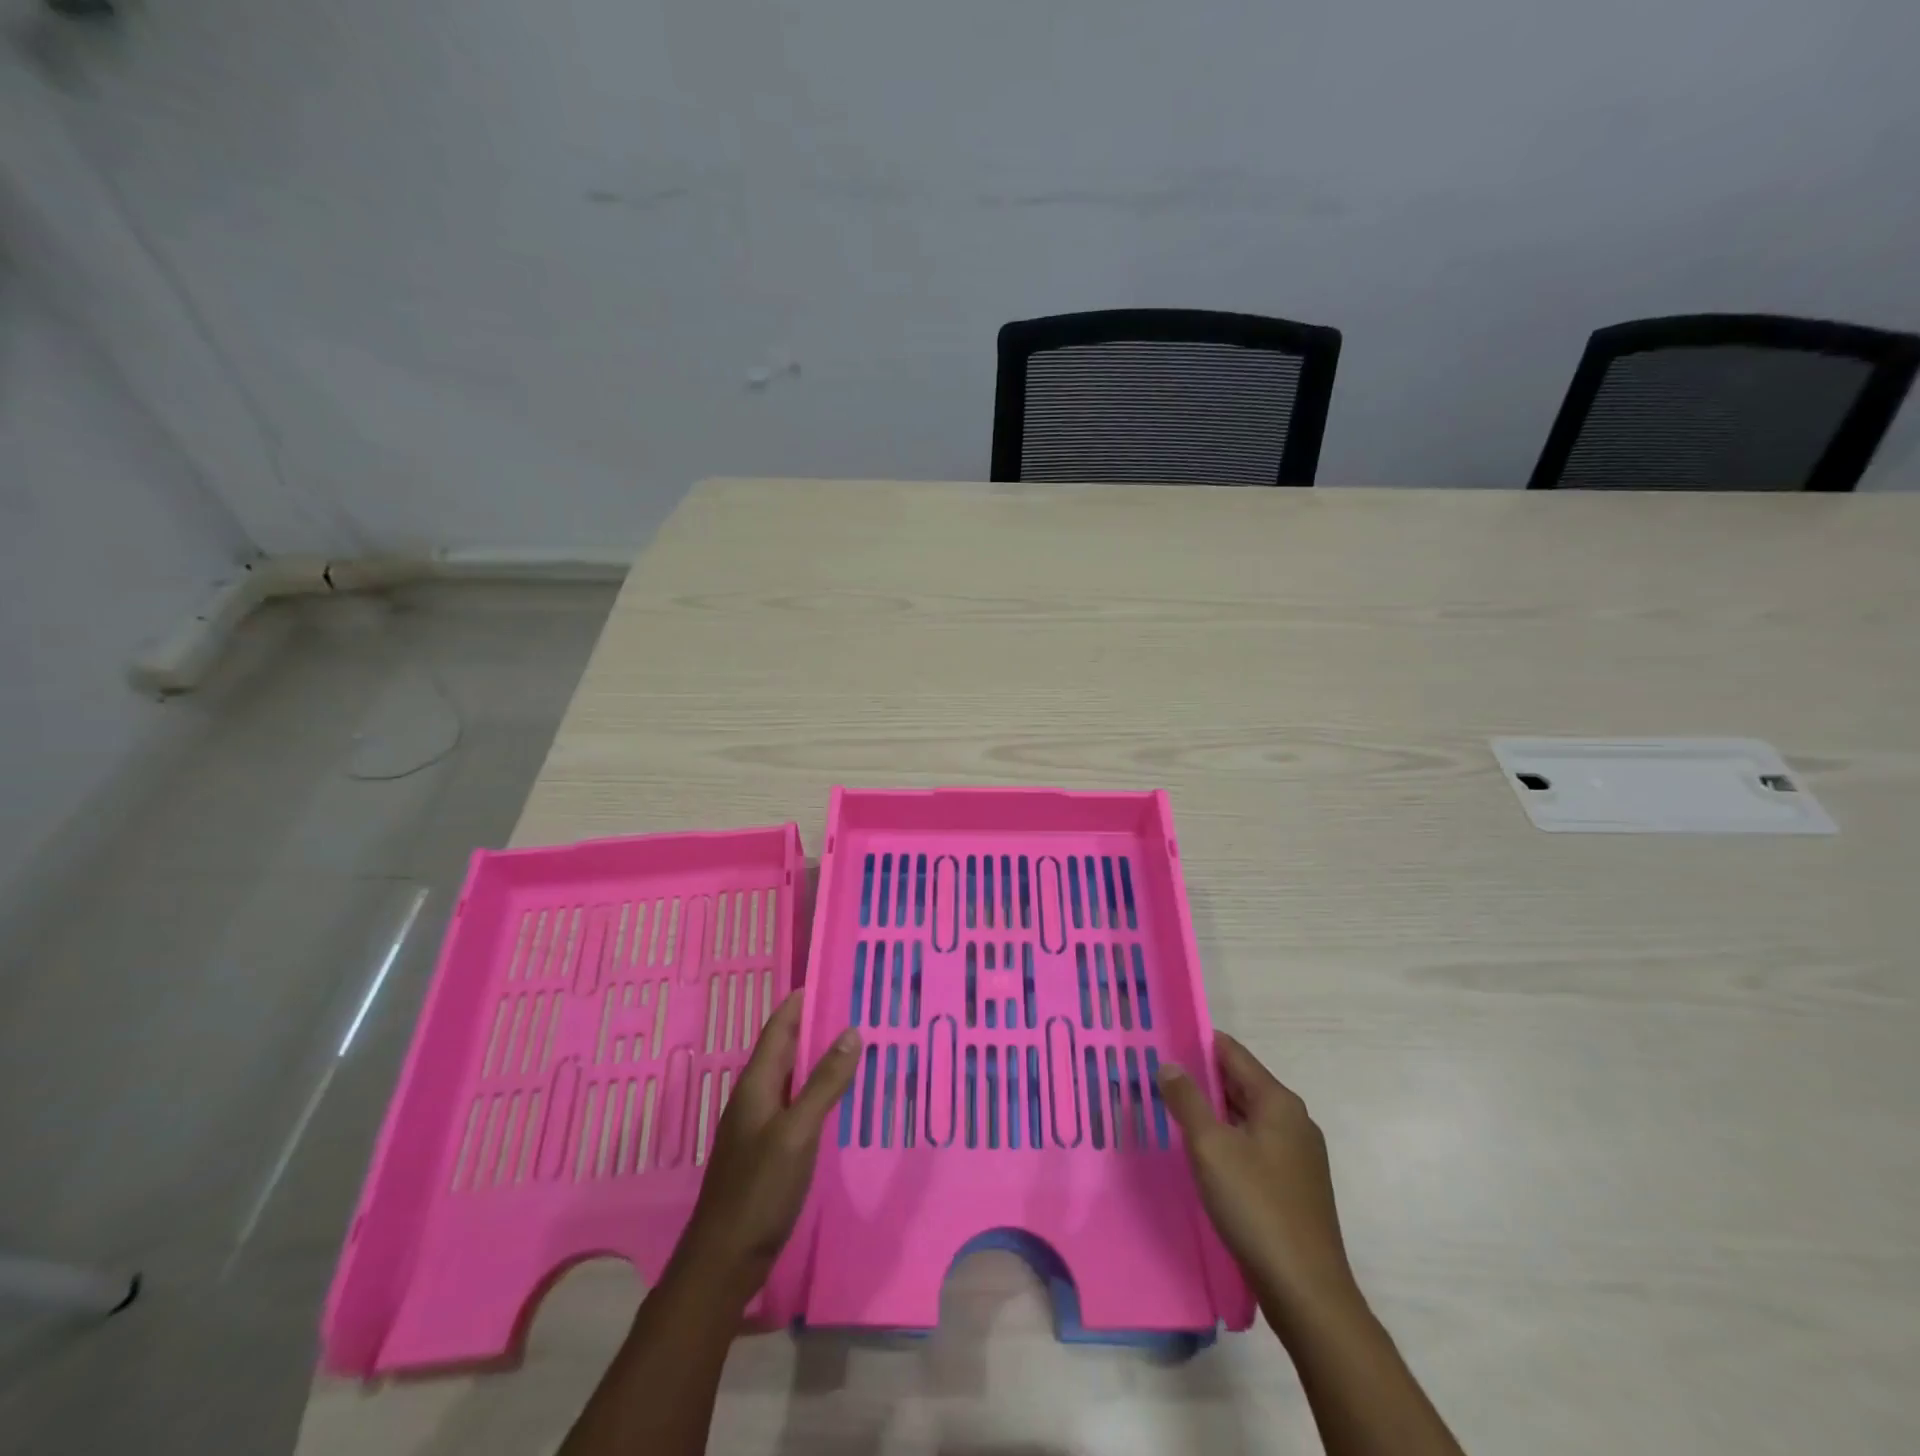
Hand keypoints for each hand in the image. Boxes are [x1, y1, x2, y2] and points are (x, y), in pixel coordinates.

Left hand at [672, 995, 859, 1286]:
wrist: (724, 1260)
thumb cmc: (760, 1189)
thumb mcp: (798, 1132)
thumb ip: (824, 1082)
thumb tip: (851, 1031)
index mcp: (756, 1084)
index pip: (779, 1027)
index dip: (800, 1001)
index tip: (830, 977)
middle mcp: (754, 1097)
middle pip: (784, 1048)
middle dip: (814, 1025)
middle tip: (853, 1006)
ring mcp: (757, 1126)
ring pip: (790, 1076)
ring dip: (816, 1057)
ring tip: (852, 1045)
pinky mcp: (765, 1150)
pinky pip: (793, 1103)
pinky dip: (815, 1089)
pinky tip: (836, 1098)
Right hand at [1157, 1032, 1357, 1319]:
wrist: (1307, 1292)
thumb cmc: (1256, 1207)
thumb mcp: (1210, 1147)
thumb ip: (1187, 1100)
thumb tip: (1169, 1065)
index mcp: (1278, 1101)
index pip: (1232, 1052)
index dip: (1197, 1043)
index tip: (1163, 1040)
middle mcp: (1293, 1120)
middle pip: (1240, 1082)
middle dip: (1200, 1078)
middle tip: (1157, 1076)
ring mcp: (1298, 1154)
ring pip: (1246, 1116)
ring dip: (1212, 1111)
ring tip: (1171, 1110)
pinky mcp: (1294, 1185)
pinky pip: (1254, 1144)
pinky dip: (1227, 1139)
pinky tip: (1202, 1153)